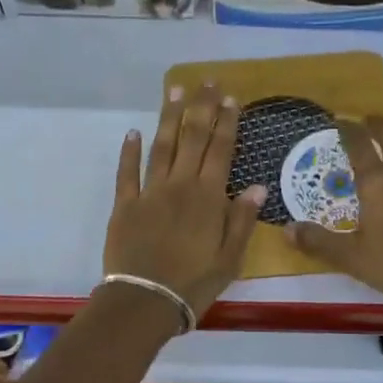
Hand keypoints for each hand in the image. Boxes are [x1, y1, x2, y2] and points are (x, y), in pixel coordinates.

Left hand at [105, 82, 265, 317]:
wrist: (145, 301)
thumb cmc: (194, 283)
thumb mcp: (230, 258)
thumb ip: (241, 220)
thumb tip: (258, 187)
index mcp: (208, 197)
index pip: (221, 150)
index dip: (227, 122)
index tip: (231, 98)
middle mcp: (180, 185)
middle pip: (193, 138)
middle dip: (201, 107)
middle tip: (206, 82)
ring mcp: (149, 192)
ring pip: (161, 146)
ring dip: (169, 117)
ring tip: (174, 91)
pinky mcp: (125, 205)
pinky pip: (127, 172)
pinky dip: (129, 151)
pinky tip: (132, 132)